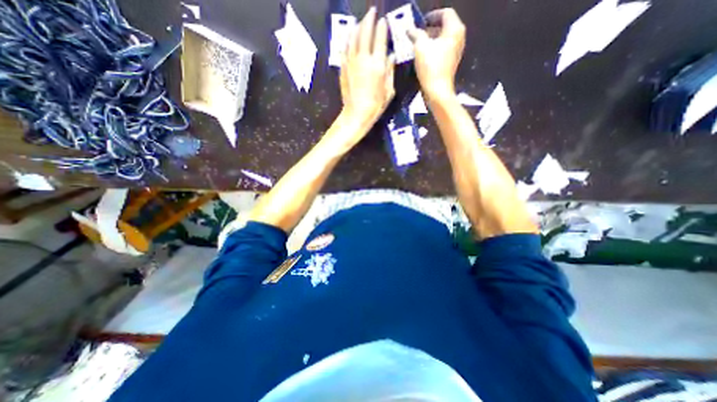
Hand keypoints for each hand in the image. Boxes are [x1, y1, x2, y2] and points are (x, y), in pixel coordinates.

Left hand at [339, 6, 394, 133]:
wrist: (356, 114)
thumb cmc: (375, 105)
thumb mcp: (389, 91)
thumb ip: (390, 71)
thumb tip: (391, 56)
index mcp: (378, 64)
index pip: (380, 38)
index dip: (382, 27)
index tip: (383, 20)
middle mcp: (364, 58)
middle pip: (365, 32)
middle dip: (369, 19)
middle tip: (371, 12)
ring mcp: (351, 61)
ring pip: (353, 37)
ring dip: (357, 26)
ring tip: (360, 21)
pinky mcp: (343, 67)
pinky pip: (345, 48)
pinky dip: (348, 39)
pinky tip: (350, 36)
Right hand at [409, 7, 465, 100]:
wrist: (437, 91)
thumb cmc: (430, 67)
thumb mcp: (420, 47)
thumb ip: (416, 34)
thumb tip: (410, 30)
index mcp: (454, 29)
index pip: (445, 13)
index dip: (432, 15)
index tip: (420, 22)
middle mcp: (458, 38)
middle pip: (445, 26)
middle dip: (430, 28)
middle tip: (417, 33)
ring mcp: (456, 51)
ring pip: (443, 39)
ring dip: (431, 39)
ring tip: (418, 45)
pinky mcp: (451, 62)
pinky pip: (443, 50)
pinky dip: (434, 49)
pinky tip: (424, 56)